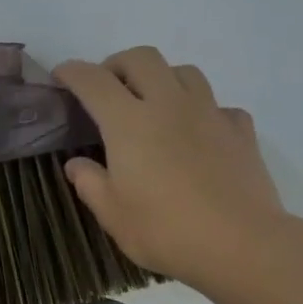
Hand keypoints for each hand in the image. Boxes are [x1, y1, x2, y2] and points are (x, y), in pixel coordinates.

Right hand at [54, 48, 291, 296]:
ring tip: (154, 104)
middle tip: (108, 88)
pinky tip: (198, 134)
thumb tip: (76, 164)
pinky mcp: (240, 130)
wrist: (240, 244)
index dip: (72, 72)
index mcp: (129, 122)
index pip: (93, 81)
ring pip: (184, 71)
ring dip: (162, 78)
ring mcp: (209, 113)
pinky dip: (202, 111)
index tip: (61, 76)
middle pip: (142, 58)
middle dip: (118, 64)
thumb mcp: (113, 215)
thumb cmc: (166, 231)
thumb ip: (90, 183)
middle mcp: (169, 105)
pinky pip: (218, 105)